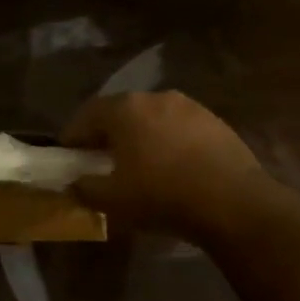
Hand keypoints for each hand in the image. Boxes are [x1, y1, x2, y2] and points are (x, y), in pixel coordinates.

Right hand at [64, 92, 269, 243]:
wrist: (232, 202)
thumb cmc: (160, 195)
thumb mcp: (111, 199)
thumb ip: (84, 188)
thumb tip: (73, 183)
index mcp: (125, 109)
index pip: (87, 114)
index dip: (72, 135)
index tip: (67, 154)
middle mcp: (156, 98)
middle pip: (121, 112)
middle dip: (107, 134)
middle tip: (100, 159)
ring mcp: (190, 107)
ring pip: (153, 119)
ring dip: (140, 137)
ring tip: (137, 164)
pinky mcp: (216, 122)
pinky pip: (179, 129)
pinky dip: (167, 143)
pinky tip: (171, 167)